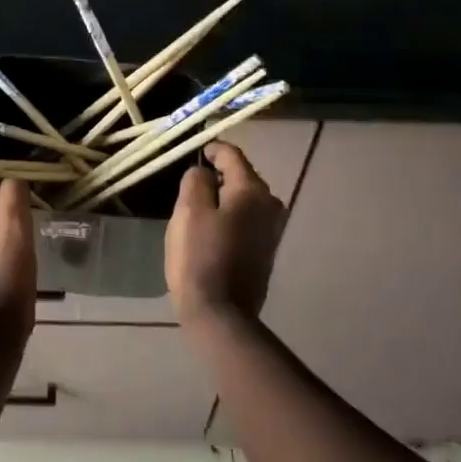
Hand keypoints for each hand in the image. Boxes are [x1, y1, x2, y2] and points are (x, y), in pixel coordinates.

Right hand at [166, 142, 286, 322]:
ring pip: (244, 201)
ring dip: (224, 199)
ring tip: (199, 206)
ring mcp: (272, 231)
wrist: (221, 312)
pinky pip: (246, 221)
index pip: (233, 156)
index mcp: (252, 190)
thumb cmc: (200, 256)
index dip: (213, 149)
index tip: (198, 149)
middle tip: (193, 182)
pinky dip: (230, 218)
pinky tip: (212, 230)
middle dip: (219, 176)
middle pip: (242, 178)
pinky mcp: (266, 251)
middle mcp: (270, 205)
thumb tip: (204, 172)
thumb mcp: (189, 210)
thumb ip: (196, 181)